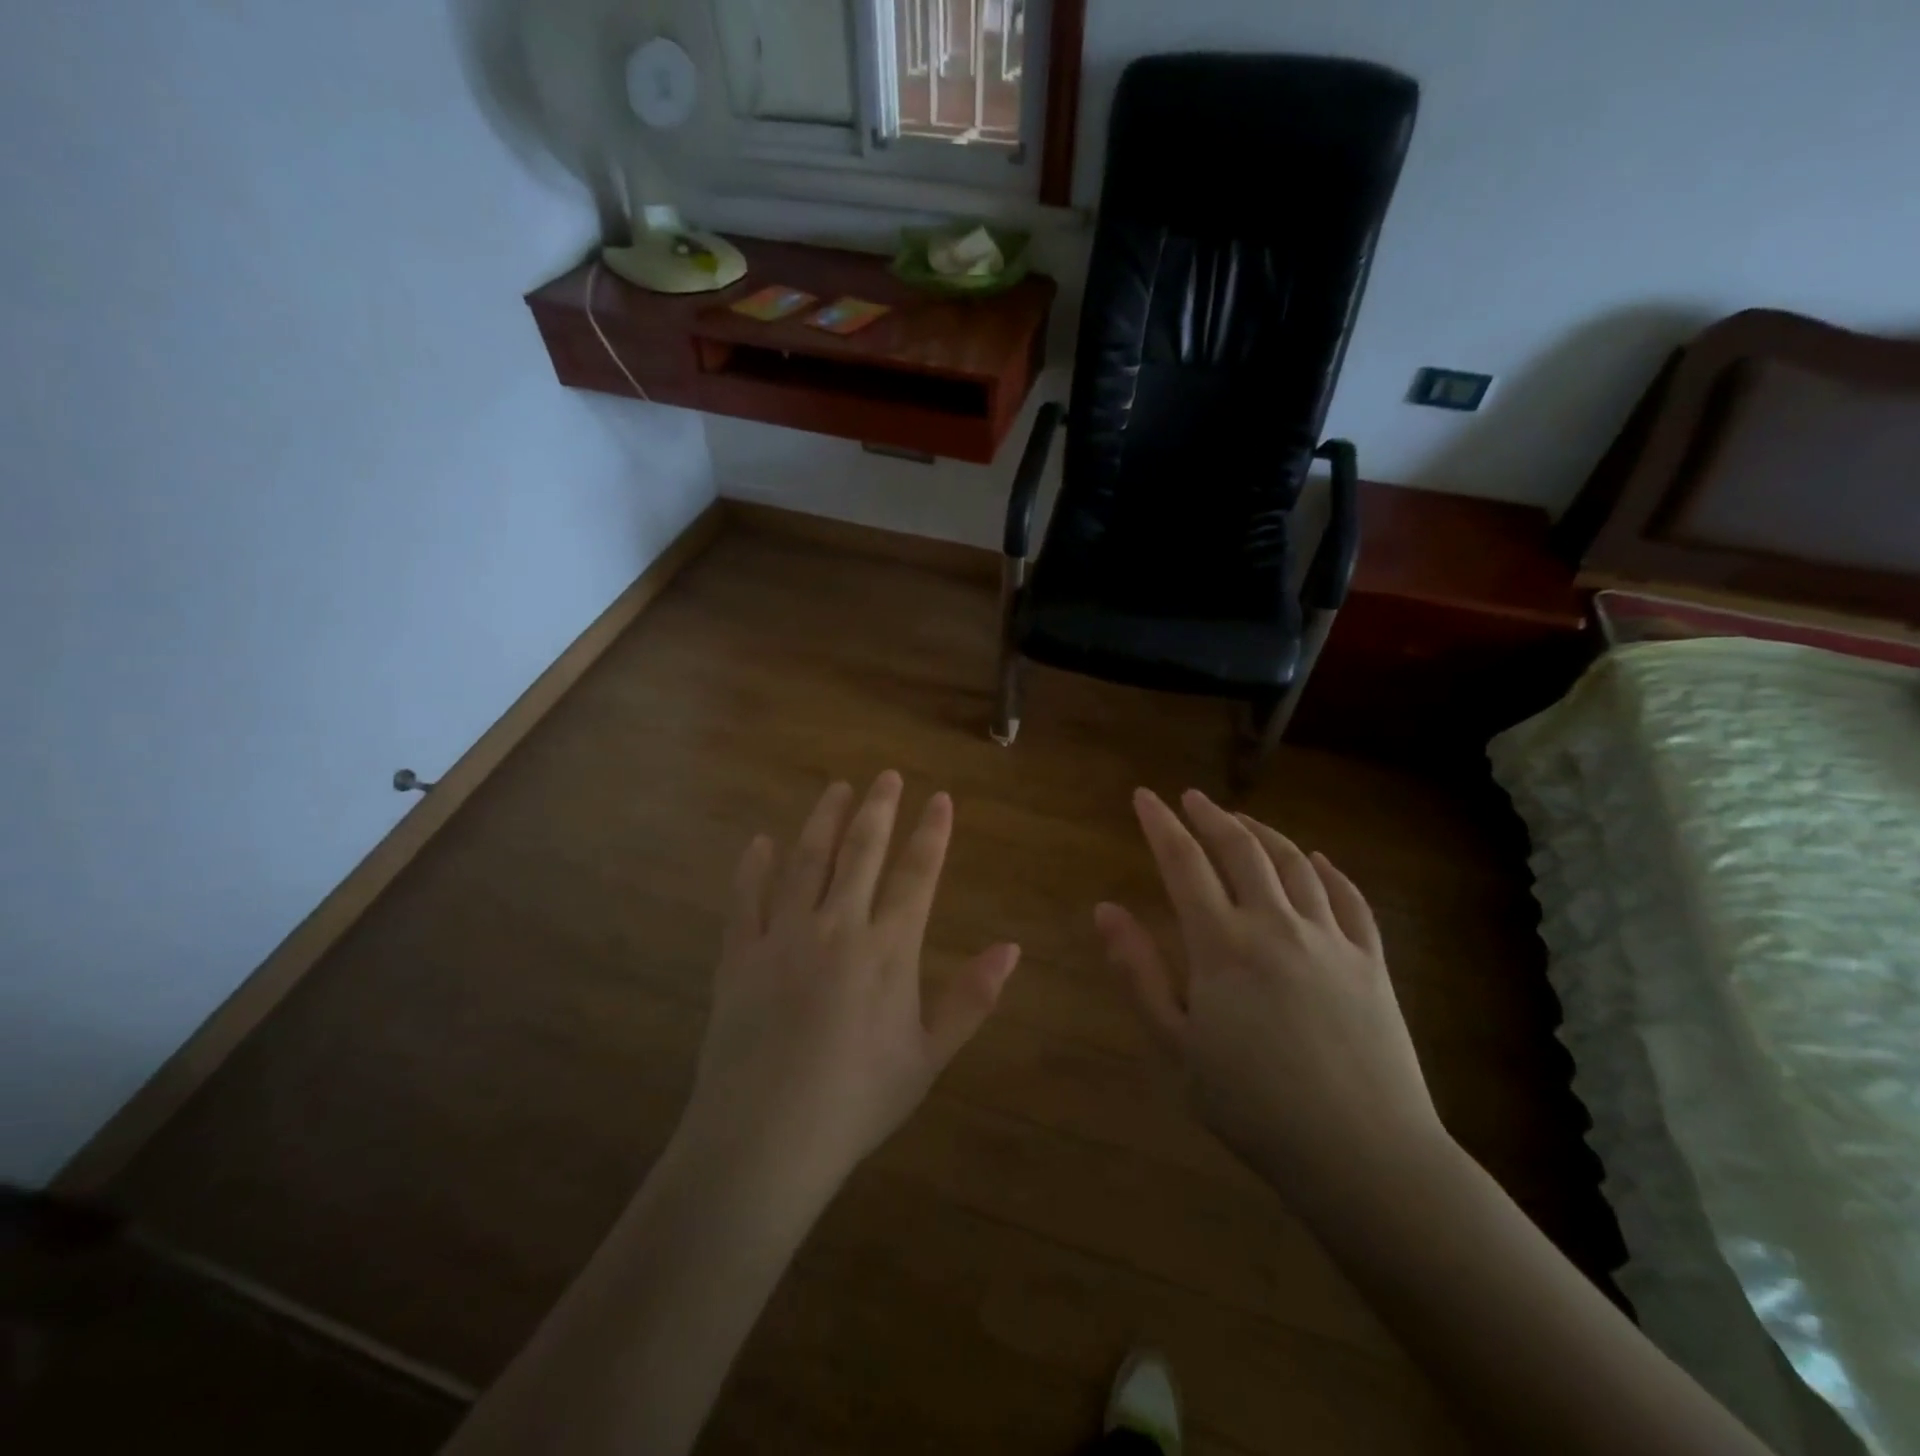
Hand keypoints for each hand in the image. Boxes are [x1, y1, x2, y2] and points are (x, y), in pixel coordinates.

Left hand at [680, 772, 1020, 1193]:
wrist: (765, 1140)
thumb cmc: (858, 1102)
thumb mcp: (929, 1057)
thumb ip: (972, 998)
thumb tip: (1013, 948)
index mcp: (888, 950)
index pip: (916, 874)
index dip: (931, 832)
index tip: (940, 797)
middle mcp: (838, 927)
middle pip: (861, 852)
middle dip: (878, 809)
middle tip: (886, 776)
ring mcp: (784, 936)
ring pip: (806, 861)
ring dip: (823, 821)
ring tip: (836, 789)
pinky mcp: (740, 955)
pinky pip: (746, 898)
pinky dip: (753, 866)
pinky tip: (760, 841)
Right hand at [1095, 788, 1449, 1212]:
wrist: (1363, 1154)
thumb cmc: (1253, 1106)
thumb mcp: (1175, 1047)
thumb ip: (1138, 973)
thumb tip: (1104, 910)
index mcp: (1223, 945)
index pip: (1184, 863)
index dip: (1161, 825)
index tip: (1144, 797)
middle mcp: (1277, 925)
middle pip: (1242, 850)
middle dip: (1212, 817)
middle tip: (1192, 798)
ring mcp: (1330, 939)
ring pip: (1295, 864)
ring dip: (1264, 833)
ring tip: (1242, 821)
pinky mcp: (1371, 962)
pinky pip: (1350, 899)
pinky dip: (1329, 871)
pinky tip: (1319, 860)